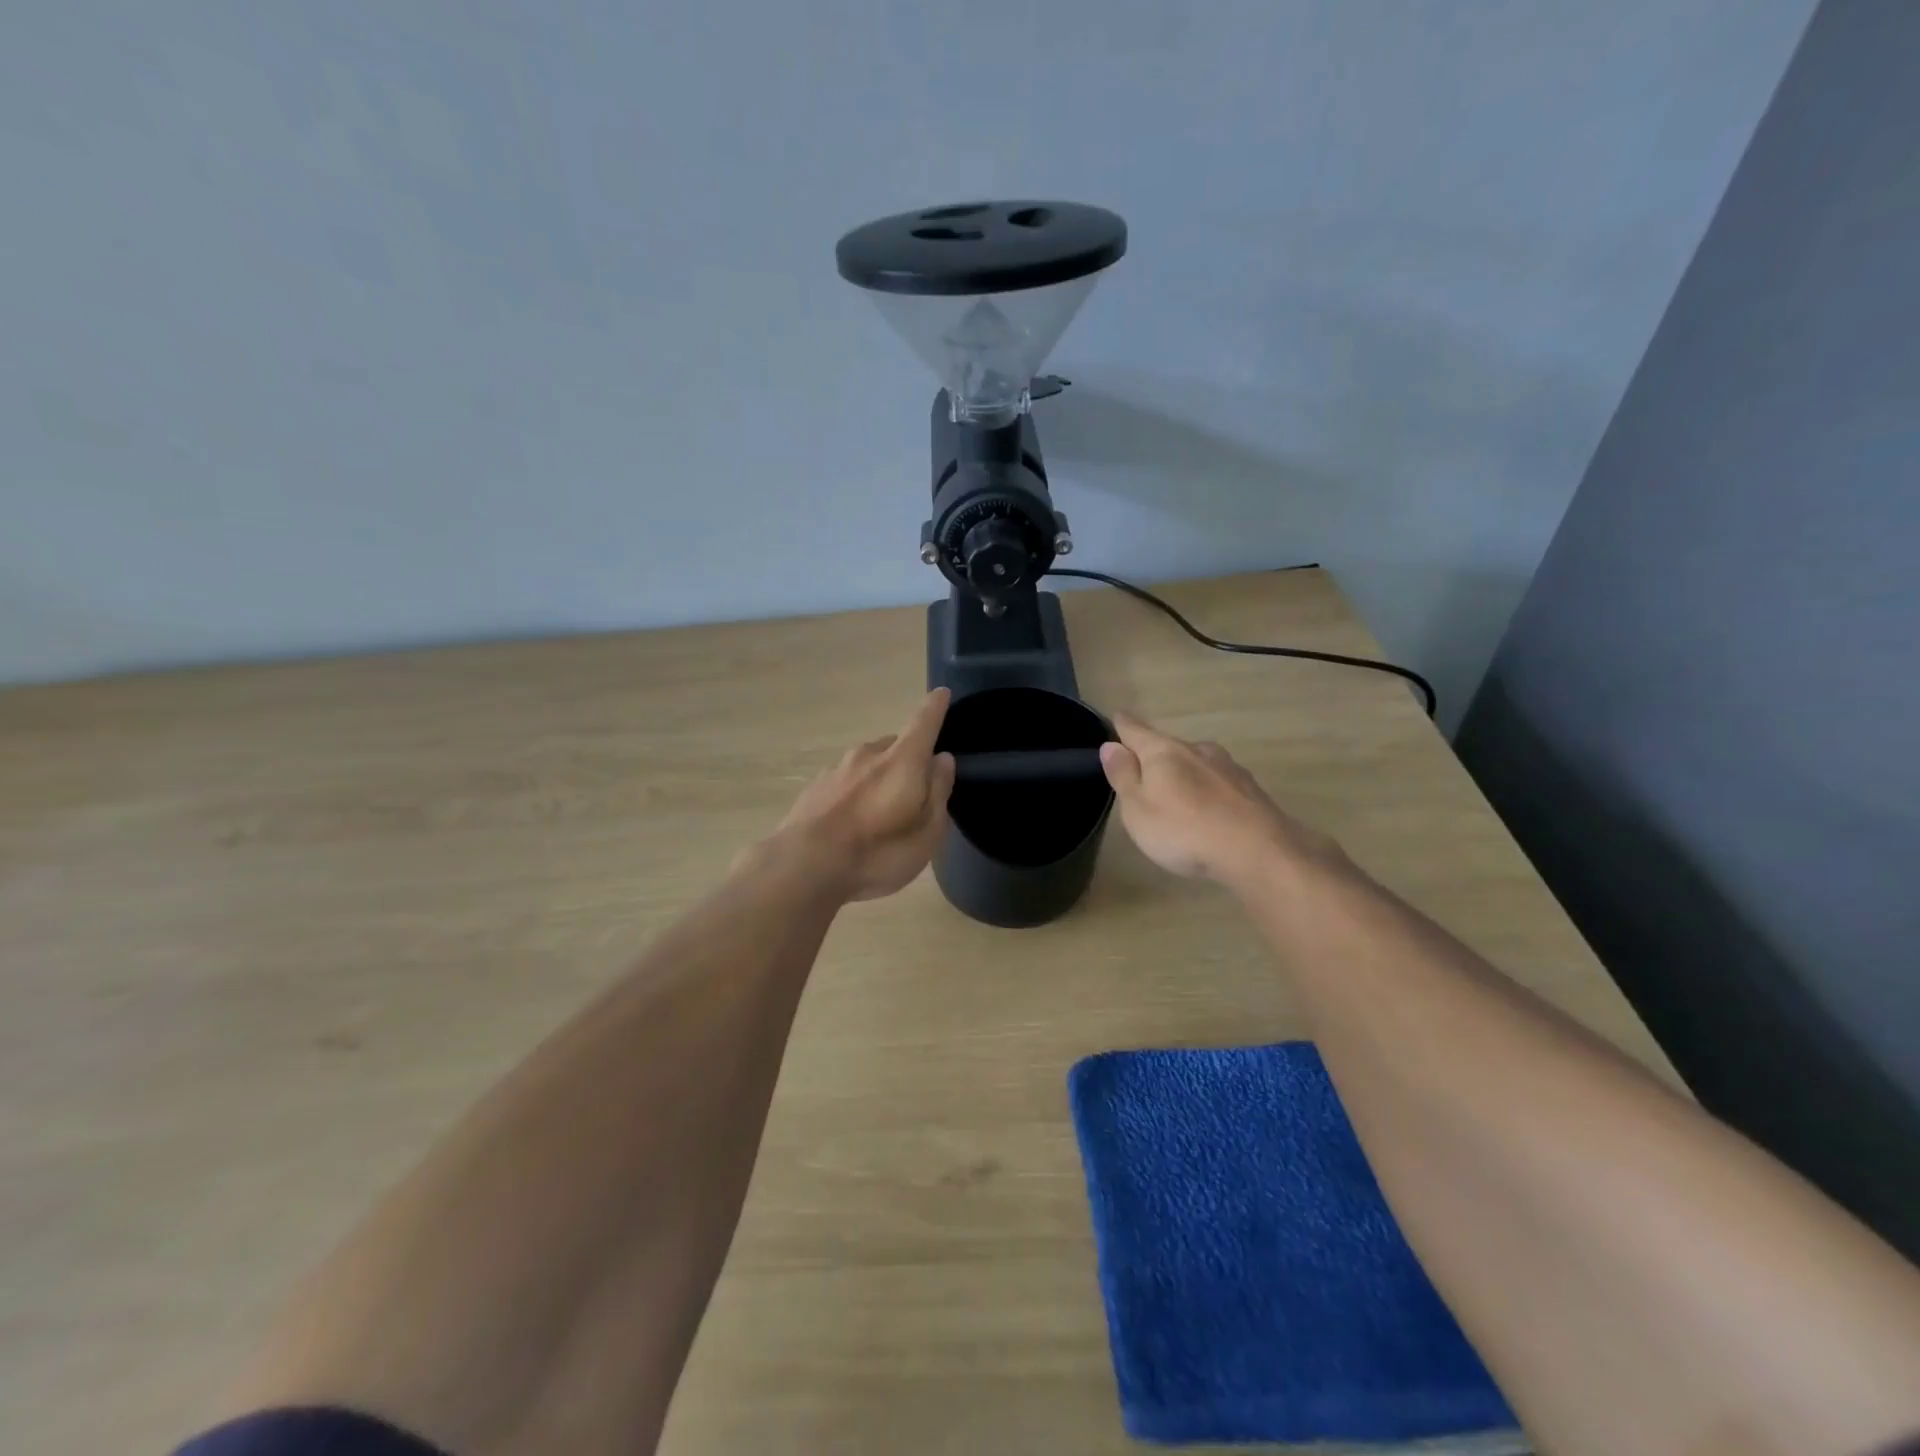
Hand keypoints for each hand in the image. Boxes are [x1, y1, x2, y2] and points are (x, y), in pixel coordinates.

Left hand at [771, 689, 957, 901]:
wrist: (803, 865)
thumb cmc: (878, 851)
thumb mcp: (927, 831)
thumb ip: (938, 791)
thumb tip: (942, 758)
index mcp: (902, 760)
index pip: (924, 722)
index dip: (935, 707)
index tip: (942, 694)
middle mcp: (868, 754)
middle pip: (895, 745)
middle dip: (907, 758)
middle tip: (915, 788)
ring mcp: (837, 768)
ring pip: (867, 763)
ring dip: (878, 776)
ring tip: (881, 810)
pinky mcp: (814, 787)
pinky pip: (845, 781)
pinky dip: (855, 792)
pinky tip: (851, 819)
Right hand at [1098, 711, 1340, 887]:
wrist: (1259, 852)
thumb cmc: (1184, 831)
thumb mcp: (1138, 809)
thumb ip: (1123, 776)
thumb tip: (1111, 745)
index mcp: (1164, 752)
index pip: (1136, 730)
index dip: (1123, 724)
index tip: (1117, 716)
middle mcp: (1197, 750)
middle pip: (1168, 746)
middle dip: (1154, 756)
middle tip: (1142, 774)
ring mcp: (1228, 768)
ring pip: (1197, 763)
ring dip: (1184, 774)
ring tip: (1176, 796)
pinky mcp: (1251, 790)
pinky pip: (1219, 783)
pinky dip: (1208, 791)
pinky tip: (1208, 811)